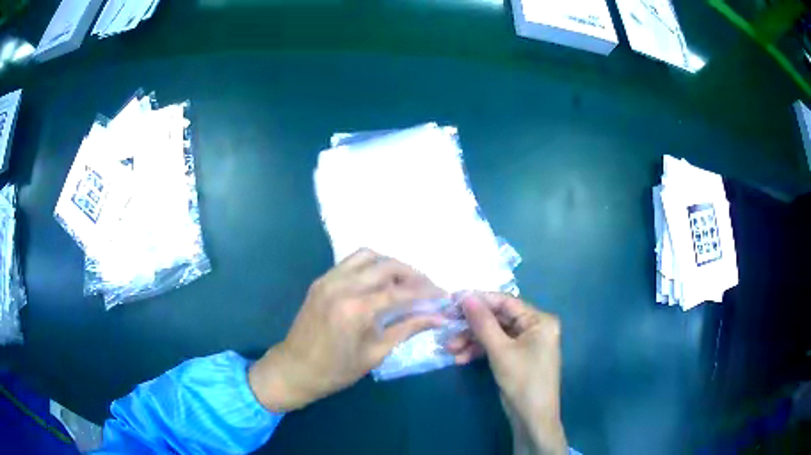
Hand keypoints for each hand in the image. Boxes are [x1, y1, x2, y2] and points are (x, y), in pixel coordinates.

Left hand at [248, 249, 445, 411]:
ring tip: (405, 282)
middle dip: (413, 274)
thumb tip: (438, 317)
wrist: (295, 369)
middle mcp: (342, 286)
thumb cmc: (337, 370)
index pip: (400, 292)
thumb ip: (407, 329)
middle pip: (386, 266)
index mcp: (356, 309)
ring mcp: (329, 279)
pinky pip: (351, 262)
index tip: (444, 296)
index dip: (426, 292)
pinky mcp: (321, 280)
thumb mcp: (376, 353)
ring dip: (391, 264)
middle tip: (428, 288)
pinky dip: (371, 265)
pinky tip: (380, 282)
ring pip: (368, 255)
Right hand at [447, 292, 566, 454]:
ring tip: (450, 350)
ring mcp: (526, 343)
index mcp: (539, 320)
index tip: (452, 300)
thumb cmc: (522, 380)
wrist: (532, 418)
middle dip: (472, 326)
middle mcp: (535, 327)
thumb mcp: (500, 350)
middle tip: (447, 328)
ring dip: (472, 341)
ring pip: (494, 334)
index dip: (478, 300)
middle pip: (498, 319)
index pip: (505, 302)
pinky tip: (461, 359)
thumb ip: (483, 322)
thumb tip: (466, 296)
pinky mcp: (517, 357)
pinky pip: (496, 347)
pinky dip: (479, 352)